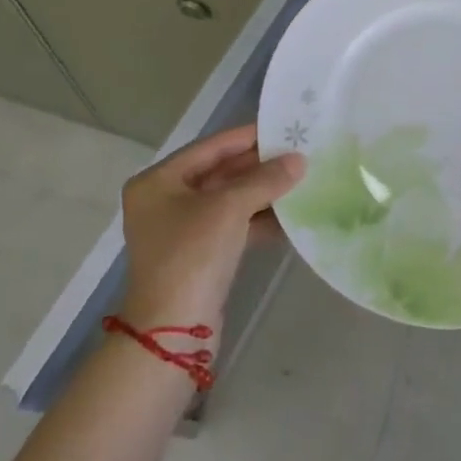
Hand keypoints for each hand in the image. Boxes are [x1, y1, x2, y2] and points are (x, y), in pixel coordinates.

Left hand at [117, 124, 303, 340]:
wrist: (172, 333)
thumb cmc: (192, 255)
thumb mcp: (229, 208)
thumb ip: (265, 179)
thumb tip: (299, 160)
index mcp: (158, 182)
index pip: (210, 147)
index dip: (247, 137)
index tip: (283, 127)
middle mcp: (165, 201)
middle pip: (220, 173)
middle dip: (259, 167)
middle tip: (299, 154)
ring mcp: (182, 230)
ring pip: (230, 201)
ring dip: (263, 193)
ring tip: (302, 181)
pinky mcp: (200, 256)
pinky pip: (233, 226)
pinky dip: (259, 220)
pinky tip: (290, 217)